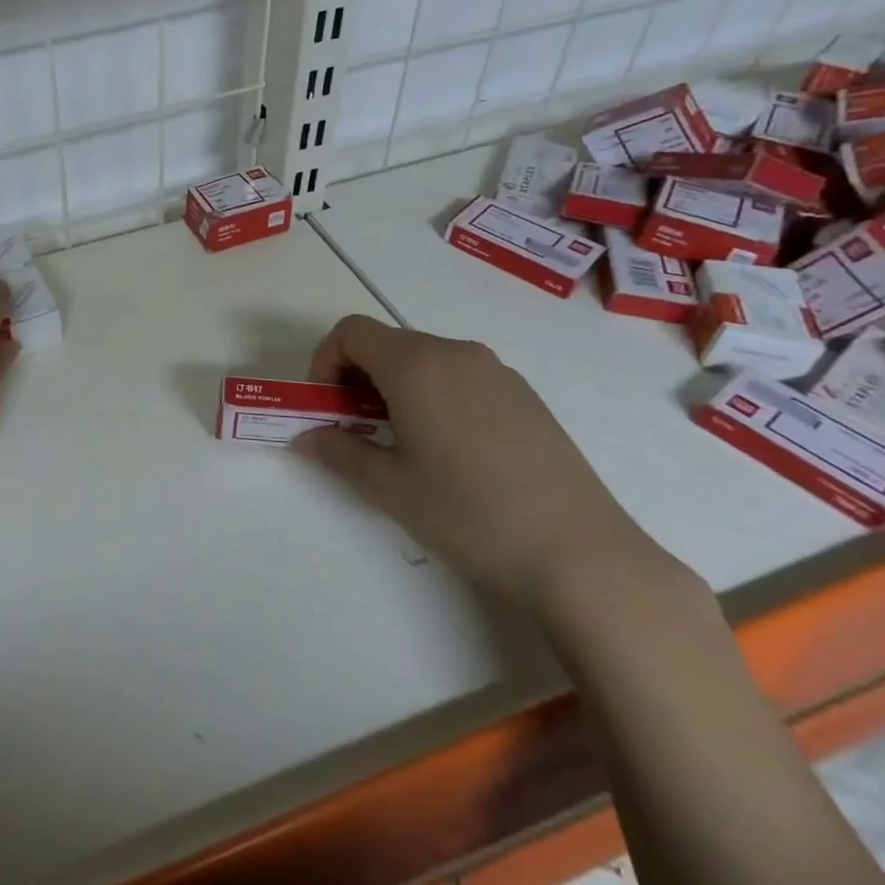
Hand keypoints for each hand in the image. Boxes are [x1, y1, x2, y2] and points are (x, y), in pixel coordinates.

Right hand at [292, 315, 667, 613]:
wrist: (579, 552)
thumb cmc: (469, 512)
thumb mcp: (389, 486)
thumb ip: (338, 452)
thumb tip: (305, 437)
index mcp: (417, 365)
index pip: (351, 332)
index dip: (325, 362)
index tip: (327, 407)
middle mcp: (456, 353)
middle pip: (387, 343)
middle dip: (357, 378)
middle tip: (356, 431)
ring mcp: (496, 372)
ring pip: (424, 360)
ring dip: (395, 388)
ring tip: (402, 444)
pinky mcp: (523, 395)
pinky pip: (459, 377)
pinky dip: (433, 395)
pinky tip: (449, 451)